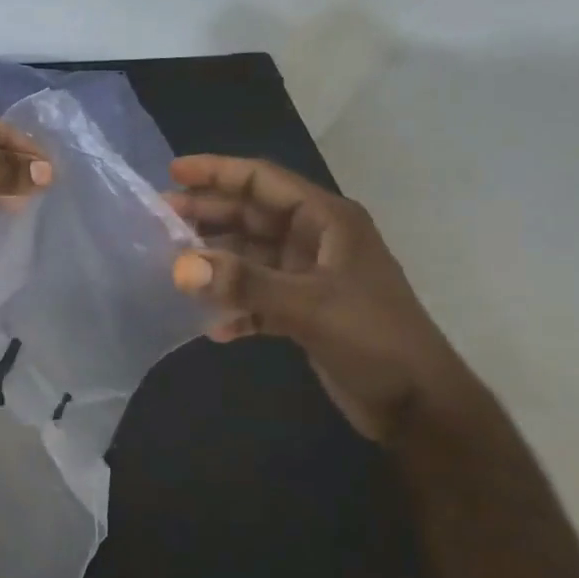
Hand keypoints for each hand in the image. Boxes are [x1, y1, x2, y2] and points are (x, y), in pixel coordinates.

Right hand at [166, 155, 475, 440]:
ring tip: (172, 268)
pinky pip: (257, 297)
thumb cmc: (374, 339)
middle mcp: (316, 240)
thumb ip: (244, 284)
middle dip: (207, 216)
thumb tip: (180, 266)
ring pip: (251, 256)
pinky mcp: (304, 311)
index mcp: (327, 221)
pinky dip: (235, 307)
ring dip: (216, 262)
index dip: (218, 172)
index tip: (172, 172)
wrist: (419, 405)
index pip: (264, 181)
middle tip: (158, 220)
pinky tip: (212, 325)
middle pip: (251, 216)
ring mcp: (309, 276)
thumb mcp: (309, 306)